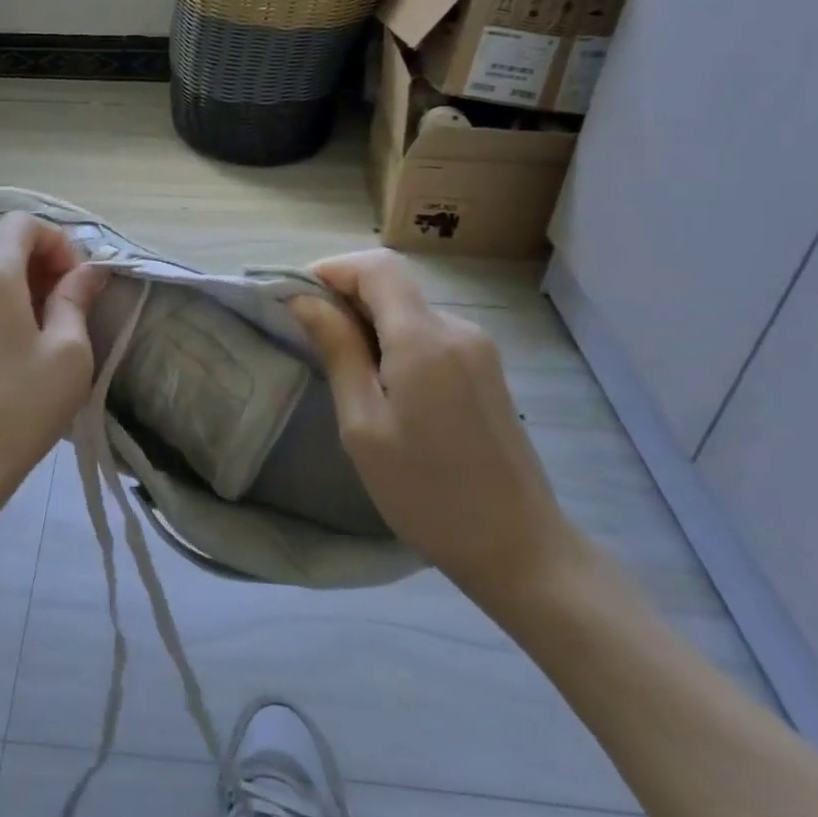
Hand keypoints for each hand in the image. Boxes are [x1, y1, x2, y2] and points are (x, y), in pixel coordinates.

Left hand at [0, 213, 106, 523]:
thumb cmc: (17, 411)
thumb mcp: (68, 356)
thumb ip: (76, 300)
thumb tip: (88, 272)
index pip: (23, 223)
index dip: (58, 242)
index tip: (76, 282)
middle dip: (35, 258)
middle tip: (61, 300)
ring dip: (9, 281)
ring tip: (34, 327)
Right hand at [289, 250, 574, 604]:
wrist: (519, 549)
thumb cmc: (427, 492)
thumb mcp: (363, 425)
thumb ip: (337, 352)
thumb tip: (304, 300)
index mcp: (424, 340)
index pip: (377, 267)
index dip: (333, 269)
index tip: (297, 300)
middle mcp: (456, 329)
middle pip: (392, 285)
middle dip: (345, 299)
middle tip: (311, 342)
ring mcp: (477, 348)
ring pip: (408, 310)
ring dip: (369, 324)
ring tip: (345, 375)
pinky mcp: (485, 368)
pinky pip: (428, 333)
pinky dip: (395, 341)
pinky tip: (384, 388)